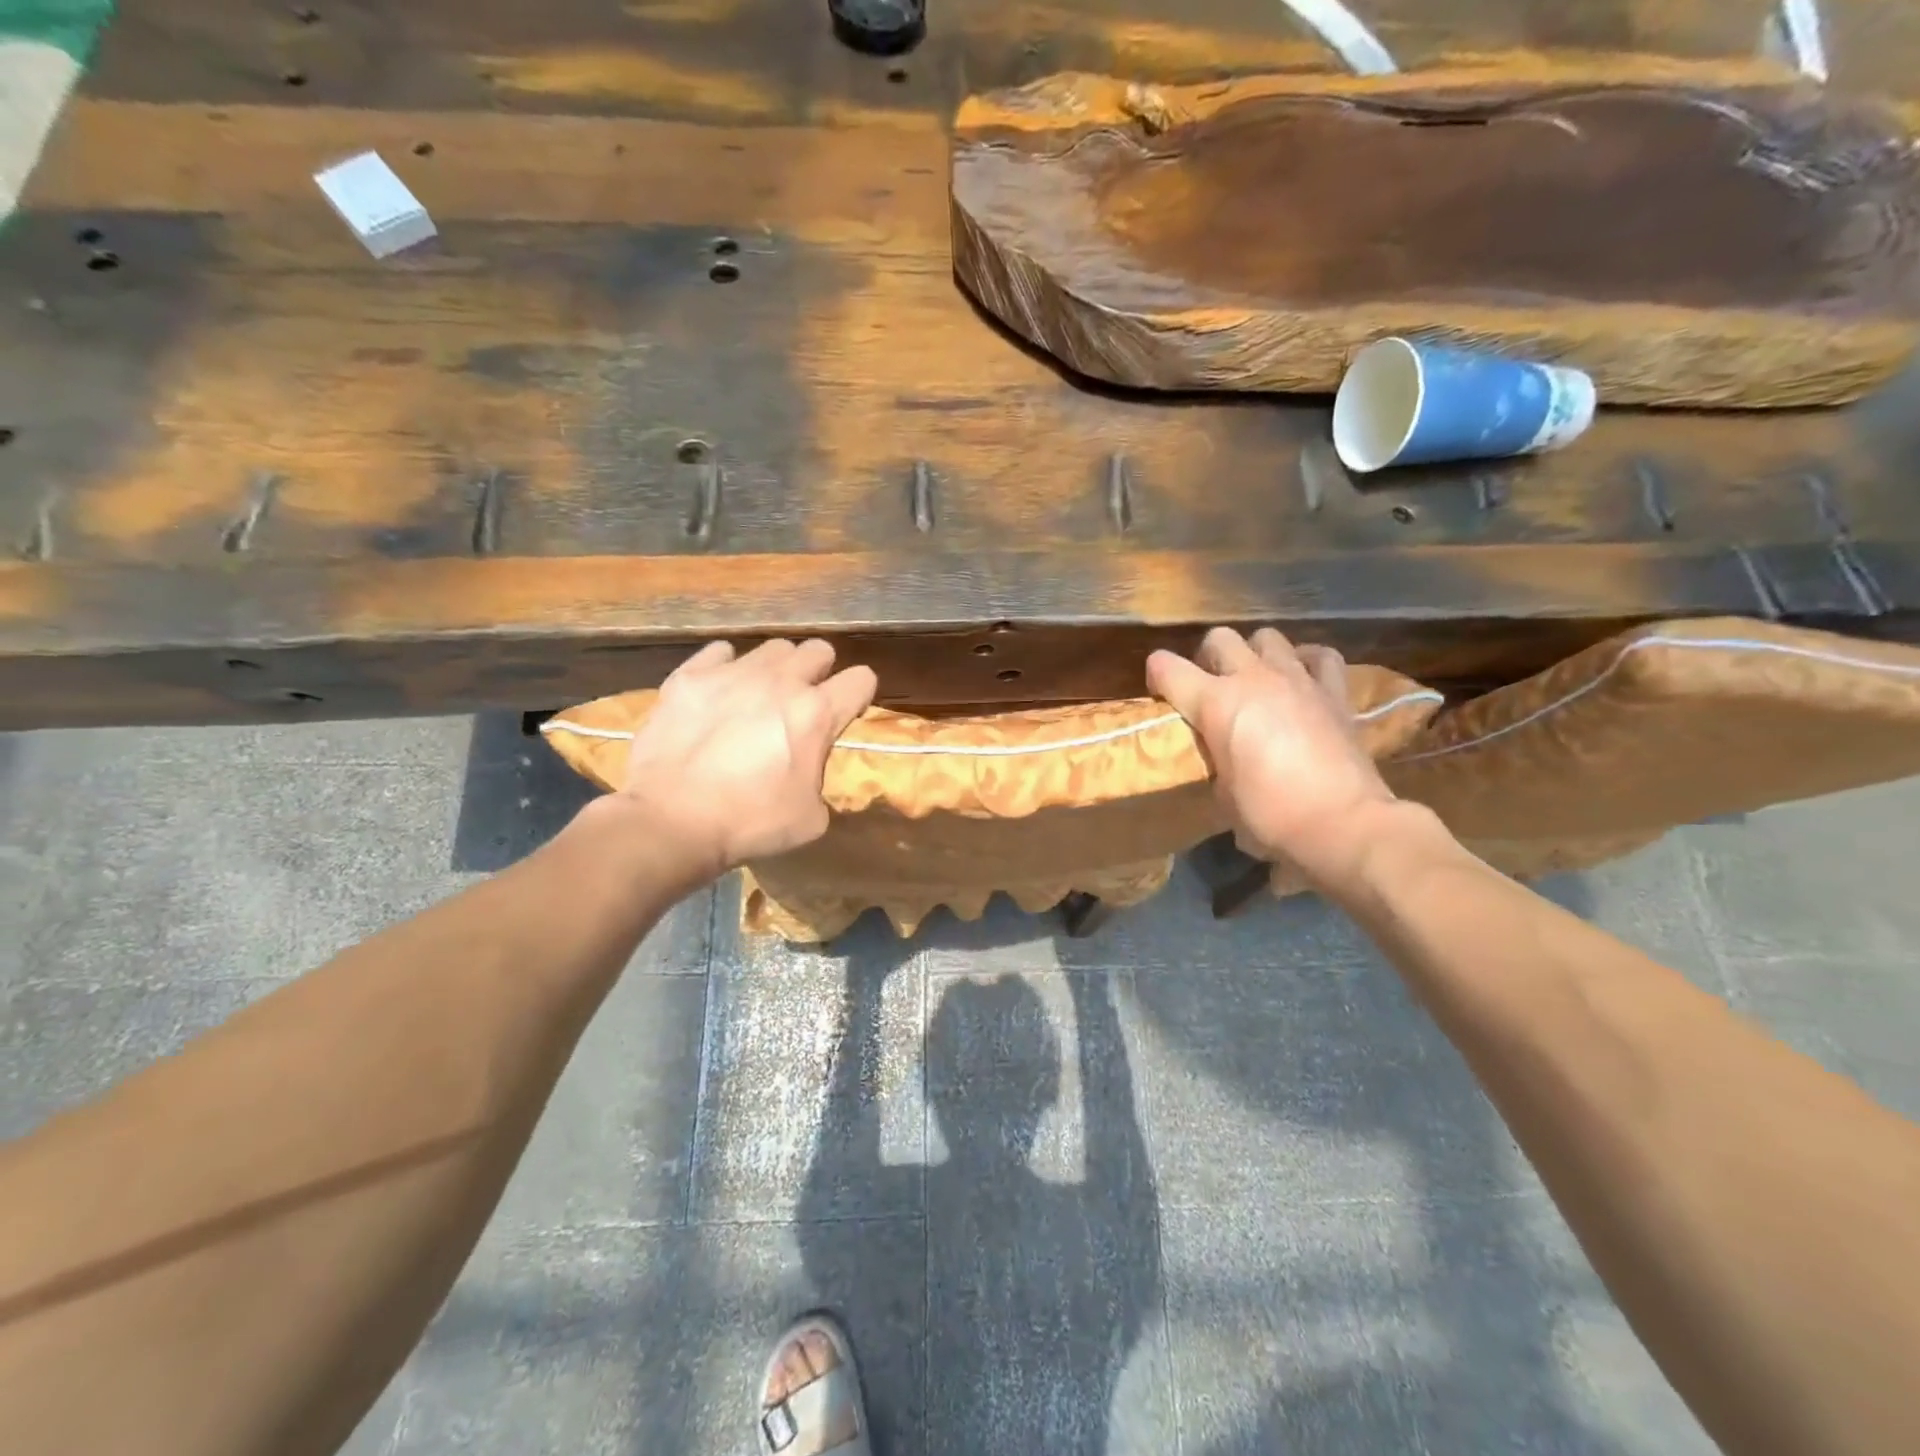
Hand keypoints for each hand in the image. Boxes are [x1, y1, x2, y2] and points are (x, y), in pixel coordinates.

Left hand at [615, 639, 877, 878]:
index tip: (846, 712)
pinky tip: (719, 691)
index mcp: (817, 714)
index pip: (862, 679)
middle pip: (818, 650)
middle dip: (819, 672)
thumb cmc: (749, 823)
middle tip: (803, 702)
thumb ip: (820, 779)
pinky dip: (726, 667)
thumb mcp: (811, 818)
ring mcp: (733, 673)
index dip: (858, 695)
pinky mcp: (690, 676)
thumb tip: (807, 768)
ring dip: (776, 668)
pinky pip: (720, 652)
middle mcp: (781, 681)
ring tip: (760, 695)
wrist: (672, 820)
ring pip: (773, 647)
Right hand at [1146, 628, 1398, 883]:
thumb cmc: (1270, 815)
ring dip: (1254, 655)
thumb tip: (1223, 759)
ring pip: (1267, 637)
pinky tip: (1301, 679)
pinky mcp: (1334, 691)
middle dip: (1207, 658)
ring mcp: (1297, 679)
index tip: (1161, 694)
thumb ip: (1215, 760)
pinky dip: (1306, 662)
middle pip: (1219, 639)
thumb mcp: (1222, 793)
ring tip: (1256, 681)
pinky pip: (1320, 656)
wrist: (1342, 823)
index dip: (1157, 676)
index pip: (1166, 668)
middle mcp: (1253, 678)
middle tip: (1210, 687)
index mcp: (1215, 703)